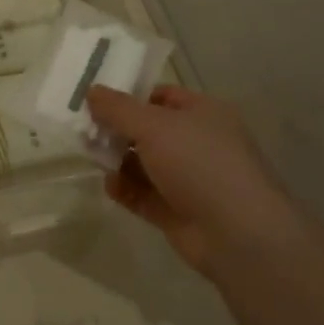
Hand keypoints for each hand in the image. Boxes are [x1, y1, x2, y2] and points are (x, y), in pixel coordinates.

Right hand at [86, 85, 297, 278]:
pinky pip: (145, 194)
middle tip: (86, 133)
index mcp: (203, 113)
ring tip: (93, 159)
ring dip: (118, 161)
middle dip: (118, 131)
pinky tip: (110, 186)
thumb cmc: (199, 163)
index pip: (162, 97)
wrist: (237, 234)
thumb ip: (118, 109)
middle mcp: (198, 143)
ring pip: (145, 164)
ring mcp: (189, 179)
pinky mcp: (178, 211)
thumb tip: (91, 90)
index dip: (130, 98)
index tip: (96, 103)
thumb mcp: (153, 126)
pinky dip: (126, 189)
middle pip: (149, 131)